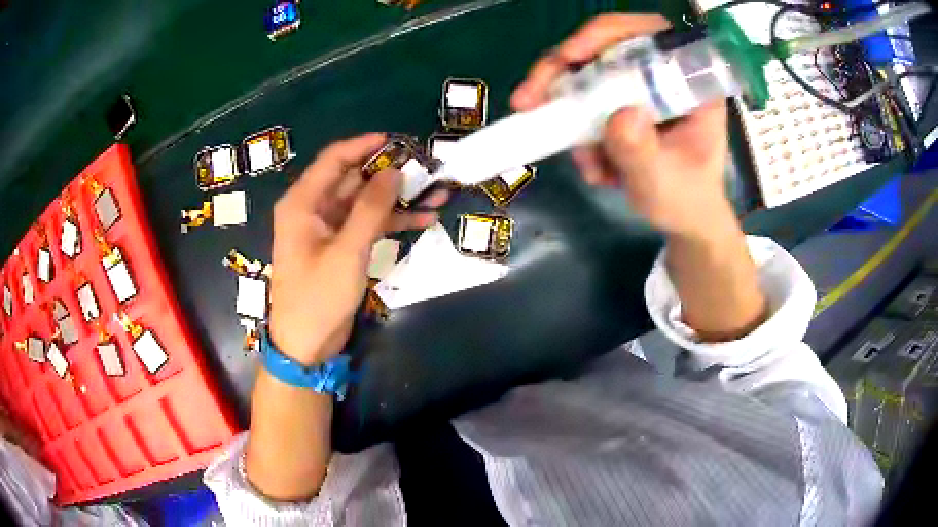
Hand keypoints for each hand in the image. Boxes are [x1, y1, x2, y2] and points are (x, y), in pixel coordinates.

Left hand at [269, 133, 445, 364]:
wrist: (306, 345)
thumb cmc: (318, 298)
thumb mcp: (347, 252)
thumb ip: (371, 209)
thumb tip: (394, 171)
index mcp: (303, 203)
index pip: (334, 159)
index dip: (365, 145)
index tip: (398, 140)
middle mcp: (313, 209)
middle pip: (354, 179)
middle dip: (391, 174)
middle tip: (428, 168)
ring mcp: (329, 228)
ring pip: (366, 202)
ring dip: (399, 198)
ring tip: (439, 192)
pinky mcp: (341, 246)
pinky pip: (368, 224)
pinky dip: (393, 221)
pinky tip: (424, 219)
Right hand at [511, 14, 733, 238]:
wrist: (682, 217)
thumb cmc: (686, 200)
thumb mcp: (664, 183)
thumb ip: (643, 153)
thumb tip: (619, 114)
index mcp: (688, 83)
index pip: (649, 34)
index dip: (607, 33)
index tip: (571, 55)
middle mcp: (660, 75)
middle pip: (604, 47)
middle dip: (562, 71)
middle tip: (528, 99)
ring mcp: (635, 89)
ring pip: (586, 74)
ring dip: (565, 109)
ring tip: (583, 161)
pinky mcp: (617, 104)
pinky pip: (582, 102)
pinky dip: (575, 131)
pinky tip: (593, 167)